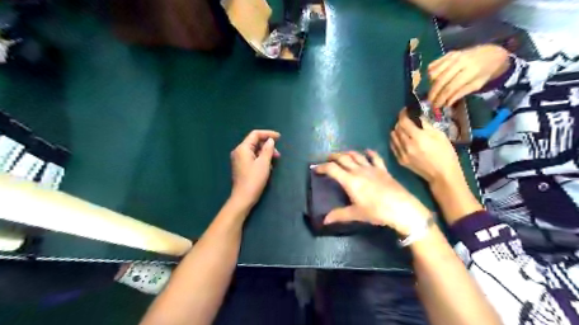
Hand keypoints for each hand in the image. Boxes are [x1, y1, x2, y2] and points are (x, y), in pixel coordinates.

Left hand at [230, 130, 278, 208]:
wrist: (243, 198)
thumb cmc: (254, 179)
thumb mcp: (264, 163)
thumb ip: (268, 149)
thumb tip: (270, 140)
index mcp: (243, 148)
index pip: (255, 134)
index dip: (268, 134)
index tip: (279, 137)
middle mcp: (239, 152)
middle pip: (254, 142)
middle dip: (267, 146)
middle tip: (278, 154)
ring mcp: (239, 160)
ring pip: (254, 150)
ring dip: (265, 153)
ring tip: (274, 161)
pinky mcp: (241, 167)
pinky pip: (252, 158)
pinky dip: (261, 159)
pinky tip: (268, 167)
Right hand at [314, 150, 431, 235]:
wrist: (402, 208)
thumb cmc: (376, 211)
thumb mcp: (356, 214)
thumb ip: (339, 215)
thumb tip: (324, 220)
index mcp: (350, 180)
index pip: (332, 169)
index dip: (322, 167)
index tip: (316, 169)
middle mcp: (359, 170)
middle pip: (343, 158)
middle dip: (333, 157)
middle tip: (327, 159)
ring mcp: (371, 168)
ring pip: (356, 155)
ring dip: (347, 153)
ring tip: (342, 155)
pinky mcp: (383, 169)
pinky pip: (375, 157)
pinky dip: (369, 153)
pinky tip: (366, 151)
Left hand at [392, 109, 464, 184]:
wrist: (442, 174)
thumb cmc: (445, 154)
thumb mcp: (440, 135)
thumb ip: (426, 125)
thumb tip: (418, 117)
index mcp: (418, 137)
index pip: (403, 122)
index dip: (403, 114)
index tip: (405, 110)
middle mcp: (407, 145)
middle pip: (396, 129)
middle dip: (400, 122)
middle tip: (405, 120)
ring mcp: (402, 154)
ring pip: (393, 137)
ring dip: (396, 131)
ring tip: (403, 129)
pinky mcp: (400, 160)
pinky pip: (393, 147)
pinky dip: (395, 140)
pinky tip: (401, 139)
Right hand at [426, 44, 507, 106]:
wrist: (493, 53)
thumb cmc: (486, 71)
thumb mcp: (477, 85)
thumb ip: (461, 93)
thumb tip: (446, 103)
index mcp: (471, 71)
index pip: (450, 88)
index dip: (441, 98)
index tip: (436, 106)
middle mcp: (460, 62)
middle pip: (440, 81)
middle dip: (433, 93)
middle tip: (430, 102)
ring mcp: (453, 56)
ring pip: (434, 73)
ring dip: (431, 84)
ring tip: (434, 90)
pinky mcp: (448, 53)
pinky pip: (433, 65)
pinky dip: (430, 74)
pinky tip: (434, 80)